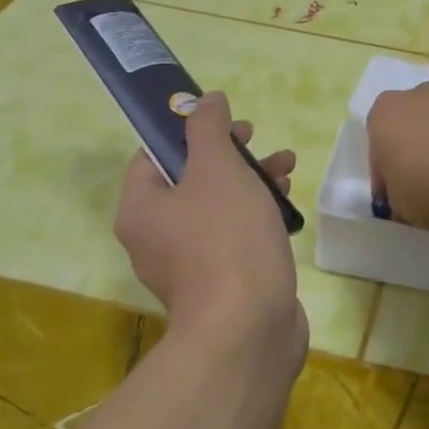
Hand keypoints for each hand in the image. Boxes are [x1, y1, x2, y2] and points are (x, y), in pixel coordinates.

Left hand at [114, 91, 305, 360]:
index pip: (154, 155)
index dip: (188, 130)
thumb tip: (205, 99)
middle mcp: (155, 238)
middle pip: (190, 180)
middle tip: (257, 138)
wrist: (249, 329)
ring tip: (287, 166)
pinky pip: (234, 236)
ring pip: (217, 207)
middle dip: (229, 154)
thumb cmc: (227, 239)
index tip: (224, 120)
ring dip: (250, 180)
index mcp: (141, 209)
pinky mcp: (221, 284)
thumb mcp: (218, 170)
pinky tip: (287, 206)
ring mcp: (188, 265)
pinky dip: (256, 215)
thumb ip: (208, 129)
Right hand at [366, 83, 428, 232]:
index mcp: (380, 117)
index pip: (378, 157)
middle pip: (409, 135)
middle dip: (416, 162)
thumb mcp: (402, 209)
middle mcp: (412, 98)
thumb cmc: (426, 184)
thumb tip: (410, 210)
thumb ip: (401, 206)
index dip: (388, 185)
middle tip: (428, 196)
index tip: (400, 208)